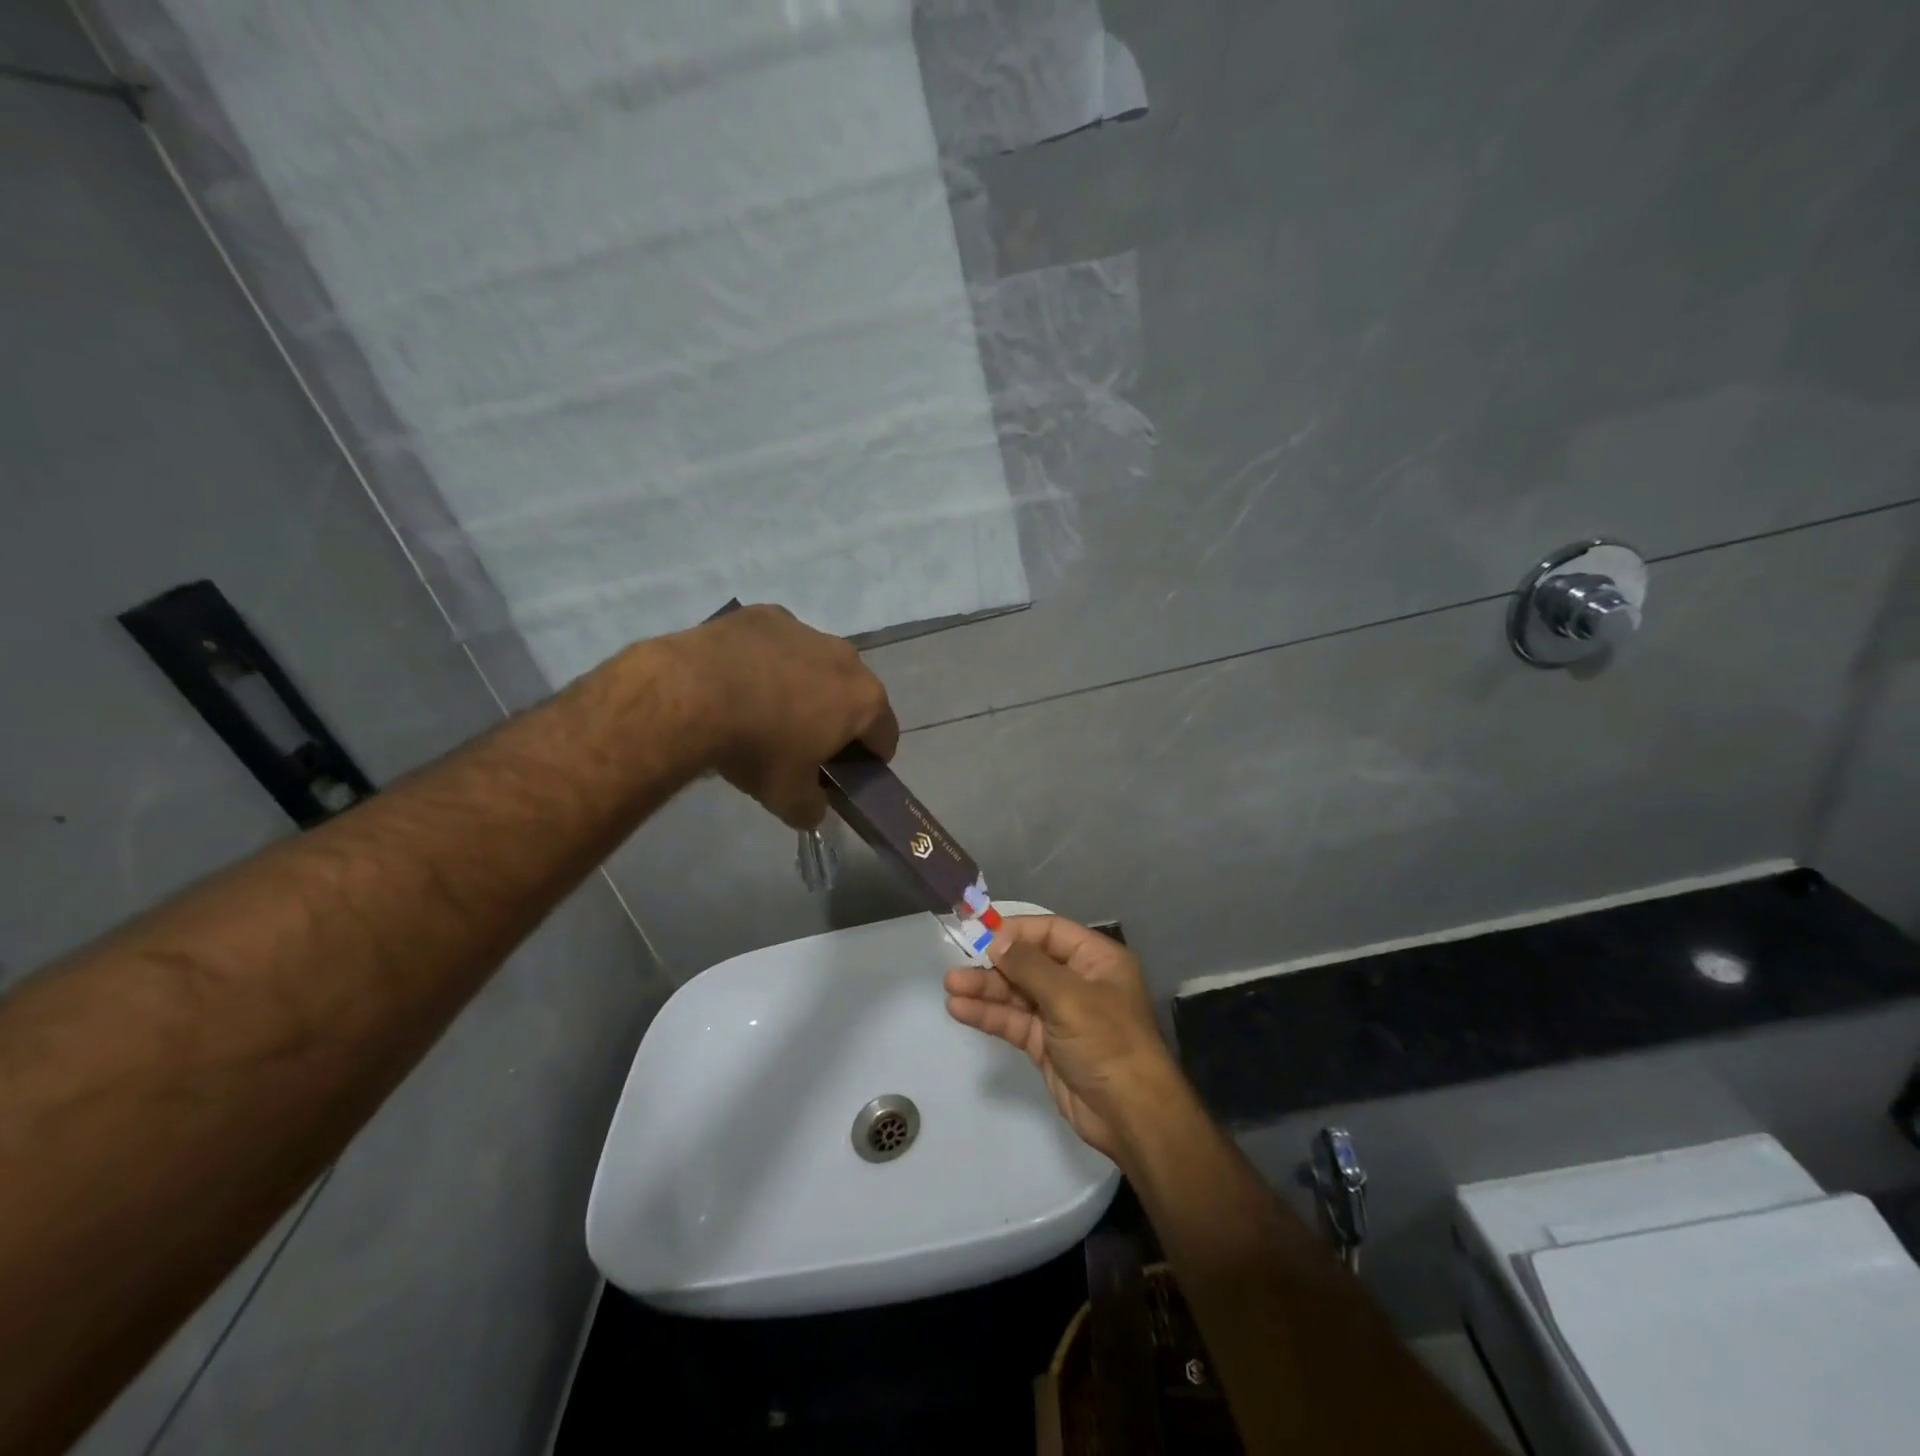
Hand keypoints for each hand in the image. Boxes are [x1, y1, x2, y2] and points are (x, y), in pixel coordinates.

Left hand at [671, 604, 898, 828]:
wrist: (692, 693)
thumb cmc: (756, 747)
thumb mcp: (787, 797)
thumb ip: (812, 807)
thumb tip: (815, 808)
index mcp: (864, 701)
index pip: (885, 735)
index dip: (871, 759)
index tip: (846, 772)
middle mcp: (846, 658)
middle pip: (853, 694)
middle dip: (837, 717)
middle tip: (805, 743)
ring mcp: (806, 630)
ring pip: (816, 663)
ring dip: (804, 685)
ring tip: (766, 708)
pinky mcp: (766, 615)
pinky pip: (778, 643)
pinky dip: (768, 660)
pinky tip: (738, 679)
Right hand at [944, 915, 1185, 1161]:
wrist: (1130, 1115)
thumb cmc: (1107, 1041)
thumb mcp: (1069, 996)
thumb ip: (1029, 965)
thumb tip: (996, 939)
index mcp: (1096, 960)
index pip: (1050, 932)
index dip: (1016, 931)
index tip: (980, 933)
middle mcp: (1078, 981)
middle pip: (1029, 962)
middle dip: (994, 964)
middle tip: (957, 965)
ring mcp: (1061, 1014)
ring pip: (1017, 993)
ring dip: (985, 989)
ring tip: (951, 987)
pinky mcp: (1046, 1044)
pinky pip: (1013, 1021)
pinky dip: (989, 1015)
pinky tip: (960, 1009)